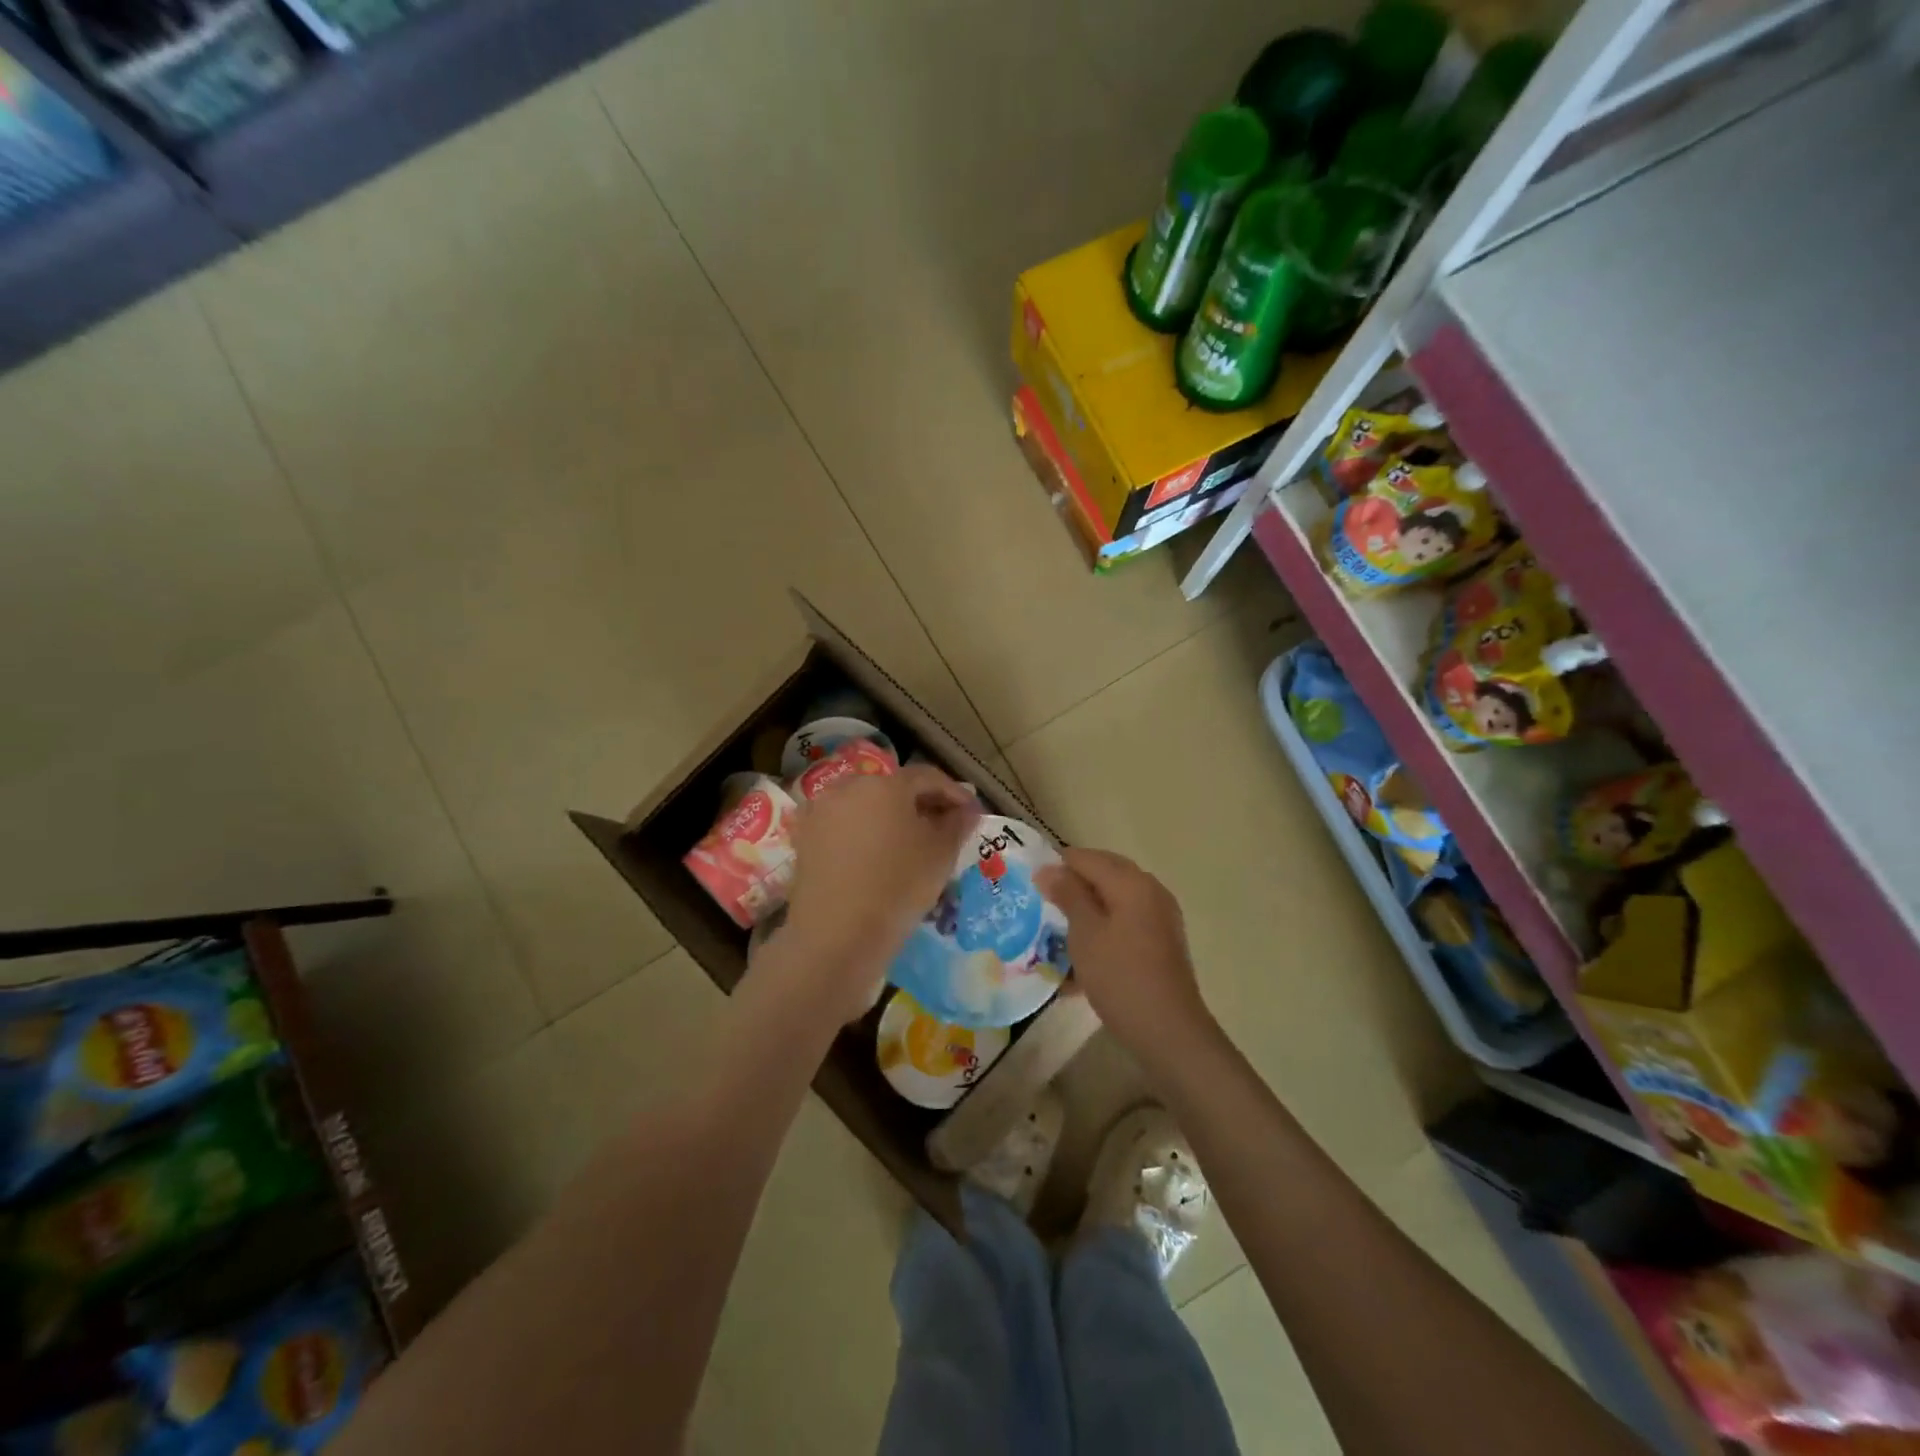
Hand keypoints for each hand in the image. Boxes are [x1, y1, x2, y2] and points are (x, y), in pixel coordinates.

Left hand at [784, 764, 979, 1013]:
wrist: (836, 936)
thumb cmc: (897, 887)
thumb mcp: (940, 855)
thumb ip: (957, 824)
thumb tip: (967, 808)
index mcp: (885, 784)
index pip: (927, 777)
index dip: (953, 792)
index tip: (971, 812)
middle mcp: (848, 787)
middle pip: (893, 788)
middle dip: (921, 803)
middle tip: (943, 827)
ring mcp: (821, 812)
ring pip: (866, 806)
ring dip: (891, 818)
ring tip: (910, 844)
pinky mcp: (805, 838)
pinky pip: (844, 826)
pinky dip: (865, 834)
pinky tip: (878, 857)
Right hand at [1035, 849, 1212, 1059]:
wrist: (1169, 1031)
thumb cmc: (1120, 977)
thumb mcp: (1085, 933)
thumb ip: (1068, 895)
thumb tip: (1048, 868)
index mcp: (1131, 882)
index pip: (1086, 858)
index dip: (1056, 866)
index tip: (1030, 885)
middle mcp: (1150, 890)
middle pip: (1104, 872)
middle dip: (1073, 884)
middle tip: (1042, 903)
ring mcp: (1160, 916)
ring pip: (1115, 897)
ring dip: (1087, 907)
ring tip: (1059, 927)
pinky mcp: (1162, 940)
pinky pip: (1126, 919)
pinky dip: (1104, 926)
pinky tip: (1084, 950)